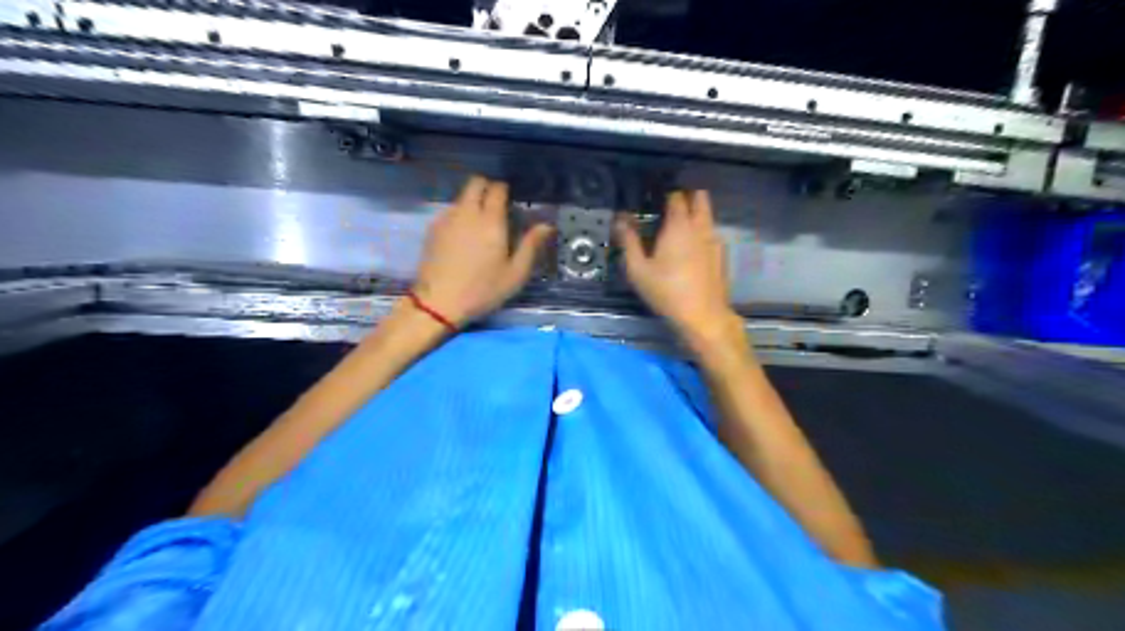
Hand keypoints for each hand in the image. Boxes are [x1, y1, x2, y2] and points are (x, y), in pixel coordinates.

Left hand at [412, 174, 552, 326]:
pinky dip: (459, 216)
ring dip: (472, 202)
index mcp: (491, 221)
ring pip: (461, 197)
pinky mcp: (432, 229)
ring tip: (480, 225)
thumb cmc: (483, 290)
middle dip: (487, 188)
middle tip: (496, 207)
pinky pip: (449, 211)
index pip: (497, 189)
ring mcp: (446, 219)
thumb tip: (546, 225)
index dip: (505, 190)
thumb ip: (531, 246)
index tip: (511, 202)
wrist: (438, 303)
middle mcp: (467, 213)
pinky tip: (463, 238)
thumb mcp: (515, 274)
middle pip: (475, 183)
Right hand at [613, 189, 738, 342]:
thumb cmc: (667, 292)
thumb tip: (620, 219)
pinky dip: (701, 232)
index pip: (675, 196)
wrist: (703, 316)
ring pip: (707, 215)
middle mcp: (700, 227)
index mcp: (679, 226)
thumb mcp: (638, 270)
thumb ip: (629, 241)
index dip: (665, 193)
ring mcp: (715, 241)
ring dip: (695, 214)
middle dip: (686, 195)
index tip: (654, 197)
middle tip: (669, 207)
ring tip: (677, 227)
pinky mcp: (722, 256)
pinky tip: (690, 249)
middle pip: (699, 198)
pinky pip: (711, 233)